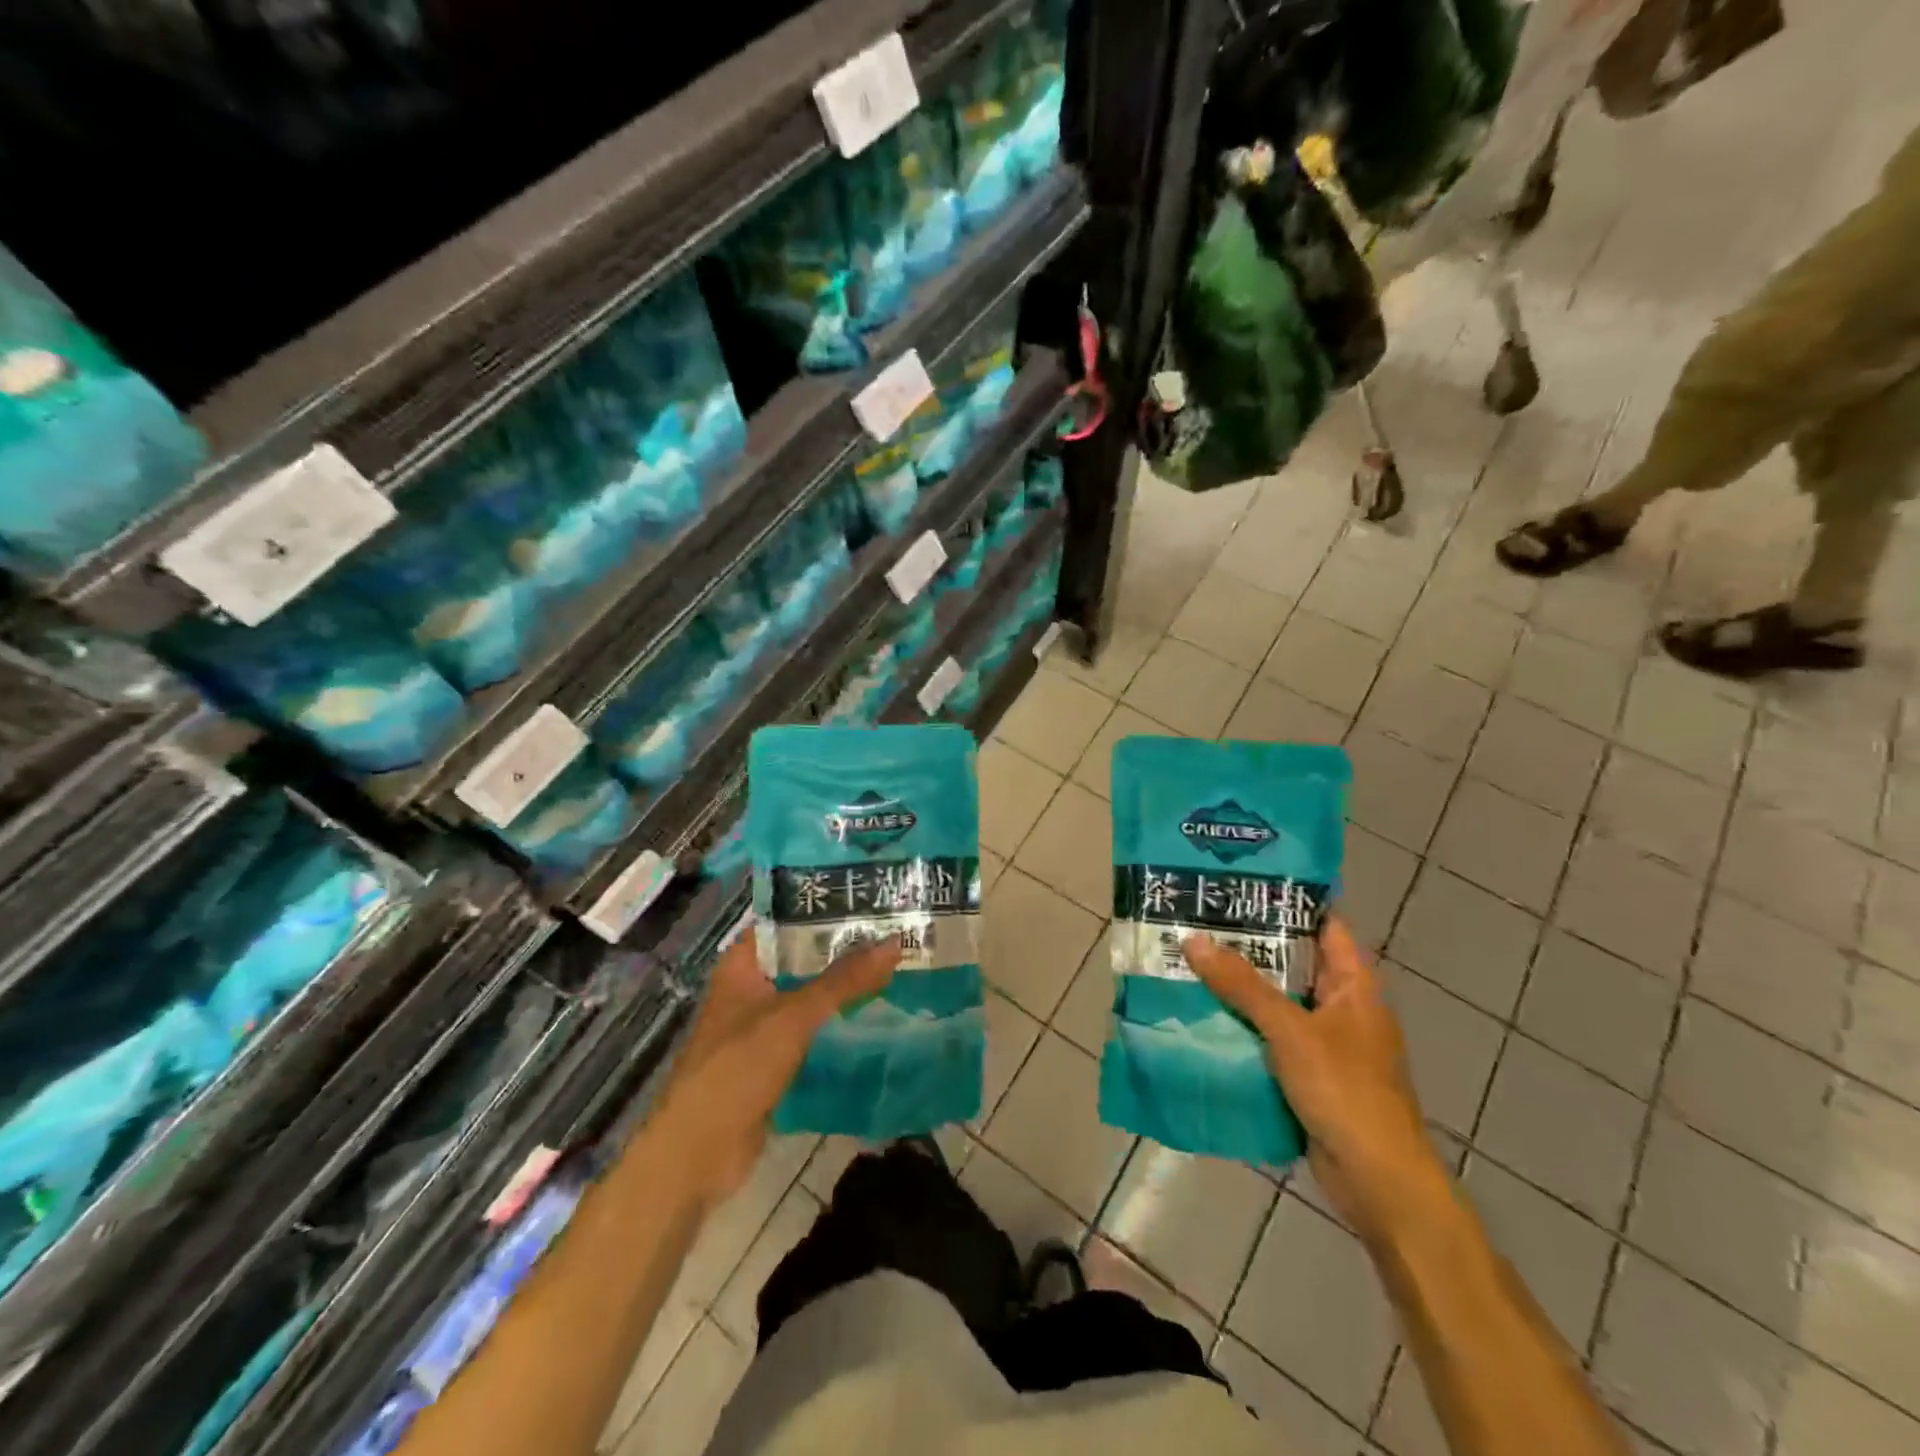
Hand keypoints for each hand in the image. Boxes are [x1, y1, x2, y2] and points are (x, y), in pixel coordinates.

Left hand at [650, 930, 899, 1208]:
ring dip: (845, 989)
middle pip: (802, 960)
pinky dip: (838, 1025)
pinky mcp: (773, 1062)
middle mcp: (750, 989)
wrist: (697, 1155)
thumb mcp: (793, 1017)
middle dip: (844, 951)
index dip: (825, 909)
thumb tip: (895, 943)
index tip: (870, 900)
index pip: (786, 921)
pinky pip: (812, 1033)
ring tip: (896, 968)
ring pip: (810, 997)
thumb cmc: (737, 1069)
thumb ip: (843, 981)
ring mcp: (761, 1027)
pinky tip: (878, 1017)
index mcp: (742, 965)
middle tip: (896, 933)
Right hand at [1184, 919, 1444, 1245]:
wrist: (1378, 1182)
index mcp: (1354, 985)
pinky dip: (1242, 1024)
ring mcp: (1326, 1042)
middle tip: (1199, 919)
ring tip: (1189, 959)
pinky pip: (1270, 1036)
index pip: (1324, 924)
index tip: (1241, 883)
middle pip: (1294, 961)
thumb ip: (1242, 985)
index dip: (1288, 900)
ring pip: (1278, 1000)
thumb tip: (1192, 939)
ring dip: (1241, 987)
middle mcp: (1342, 1006)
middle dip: (1250, 944)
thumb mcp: (1290, 1030)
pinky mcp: (1309, 1073)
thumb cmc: (1345, 1091)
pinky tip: (1203, 1014)